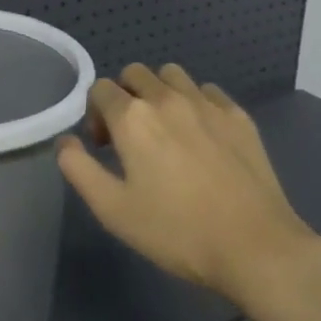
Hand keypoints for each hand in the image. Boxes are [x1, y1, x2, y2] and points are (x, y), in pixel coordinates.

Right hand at [56, 63, 320, 305]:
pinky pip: (208, 91)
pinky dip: (196, 102)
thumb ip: (79, 169)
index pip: (100, 89)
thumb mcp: (112, 210)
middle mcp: (167, 98)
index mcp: (132, 117)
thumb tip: (65, 141)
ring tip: (167, 131)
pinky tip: (202, 136)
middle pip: (135, 73)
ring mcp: (207, 103)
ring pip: (172, 75)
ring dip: (160, 93)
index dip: (95, 114)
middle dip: (125, 97)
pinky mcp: (239, 116)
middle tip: (132, 138)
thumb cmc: (176, 232)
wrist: (255, 247)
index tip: (105, 148)